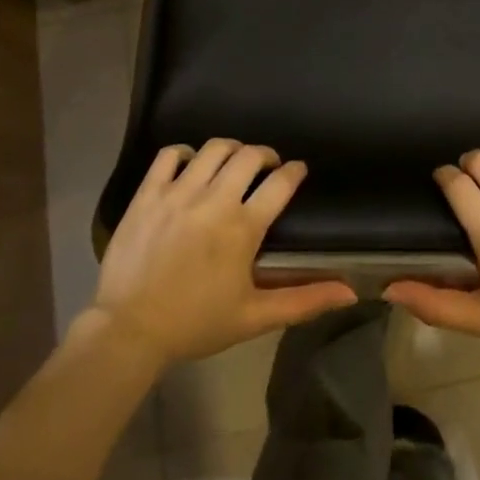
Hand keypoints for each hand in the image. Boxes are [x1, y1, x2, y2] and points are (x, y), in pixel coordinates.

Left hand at [90, 140, 357, 365]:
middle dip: (265, 155)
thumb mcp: (255, 317)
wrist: (129, 331)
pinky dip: (185, 153)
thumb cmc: (196, 324)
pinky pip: (170, 154)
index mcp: (243, 228)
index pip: (281, 183)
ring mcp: (178, 193)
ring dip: (231, 150)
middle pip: (249, 155)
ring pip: (214, 148)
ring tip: (232, 163)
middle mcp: (214, 200)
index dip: (295, 171)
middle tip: (267, 168)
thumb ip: (304, 300)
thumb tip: (350, 292)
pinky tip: (191, 166)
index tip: (298, 171)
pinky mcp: (148, 193)